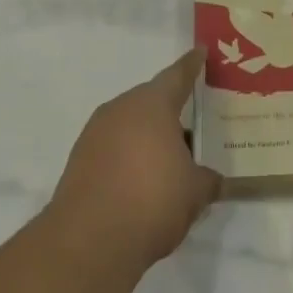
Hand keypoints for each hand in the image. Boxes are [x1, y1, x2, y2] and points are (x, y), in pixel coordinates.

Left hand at [49, 49, 222, 275]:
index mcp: (152, 104)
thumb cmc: (152, 200)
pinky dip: (129, 157)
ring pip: (130, 125)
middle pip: (151, 101)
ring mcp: (95, 134)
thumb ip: (208, 180)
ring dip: (149, 137)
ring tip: (171, 161)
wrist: (88, 241)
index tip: (200, 52)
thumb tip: (213, 180)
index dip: (192, 65)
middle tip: (193, 125)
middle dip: (172, 112)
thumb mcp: (195, 192)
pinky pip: (113, 147)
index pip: (178, 75)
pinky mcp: (79, 160)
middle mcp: (121, 109)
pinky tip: (142, 182)